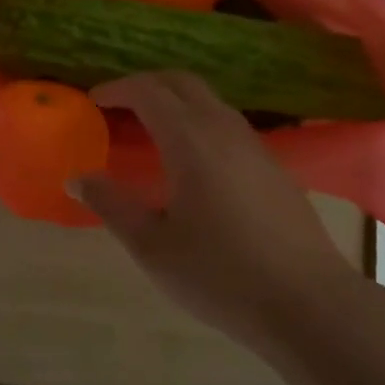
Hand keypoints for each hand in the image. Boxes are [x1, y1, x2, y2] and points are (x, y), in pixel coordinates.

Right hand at [75, 72, 361, 356]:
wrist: (307, 302)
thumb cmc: (220, 275)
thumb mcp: (152, 246)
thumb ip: (111, 205)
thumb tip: (77, 177)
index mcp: (190, 140)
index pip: (149, 91)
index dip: (117, 88)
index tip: (93, 100)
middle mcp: (224, 129)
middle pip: (182, 82)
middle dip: (146, 84)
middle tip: (119, 104)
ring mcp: (255, 145)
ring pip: (209, 100)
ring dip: (175, 101)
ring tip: (151, 128)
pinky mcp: (273, 166)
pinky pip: (228, 123)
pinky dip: (199, 120)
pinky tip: (193, 160)